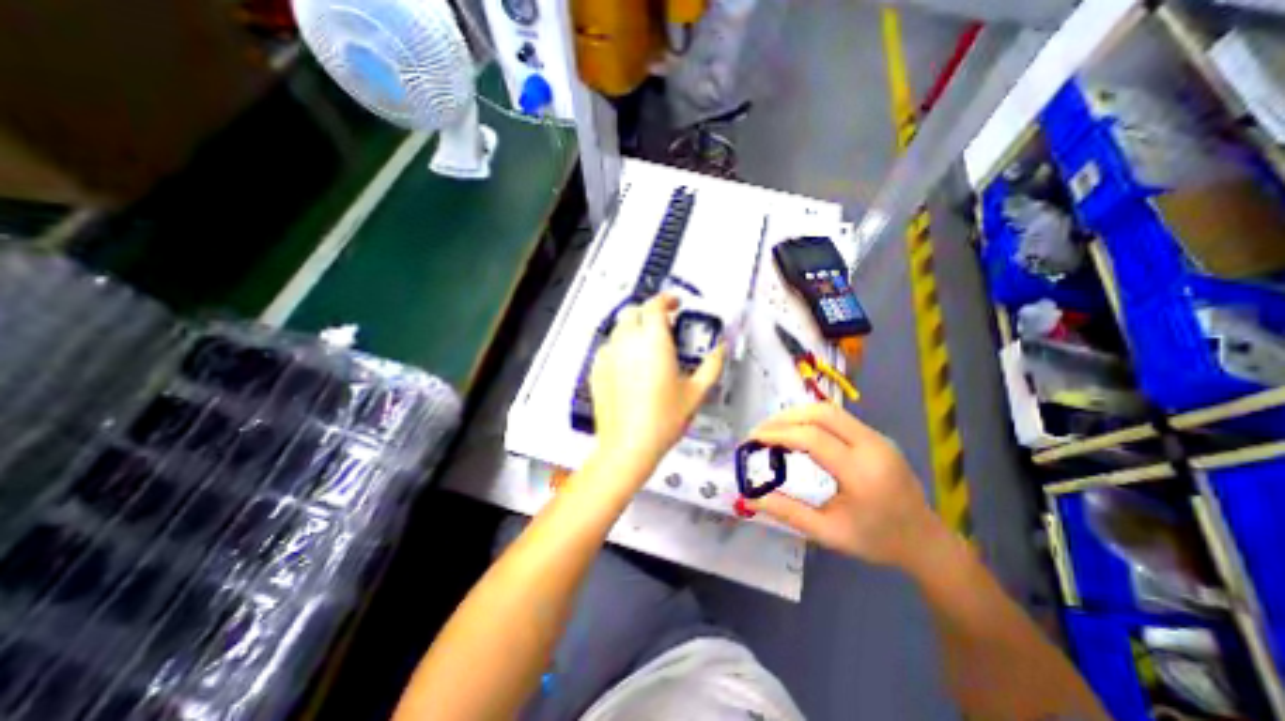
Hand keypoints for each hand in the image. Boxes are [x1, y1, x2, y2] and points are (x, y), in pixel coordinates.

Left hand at [590, 292, 719, 471]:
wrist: (629, 445)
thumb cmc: (665, 418)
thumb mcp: (696, 392)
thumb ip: (712, 365)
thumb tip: (721, 348)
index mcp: (653, 341)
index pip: (655, 305)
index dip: (666, 299)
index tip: (675, 304)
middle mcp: (627, 341)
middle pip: (633, 312)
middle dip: (648, 313)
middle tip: (663, 326)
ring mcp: (608, 355)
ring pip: (619, 329)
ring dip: (633, 329)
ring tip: (647, 346)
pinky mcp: (596, 370)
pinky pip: (607, 348)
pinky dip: (619, 347)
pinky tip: (629, 366)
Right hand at [751, 403, 947, 571]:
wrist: (926, 541)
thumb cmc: (877, 541)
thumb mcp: (830, 533)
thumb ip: (789, 512)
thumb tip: (751, 497)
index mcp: (862, 473)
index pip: (813, 438)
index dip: (779, 433)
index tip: (753, 438)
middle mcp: (872, 446)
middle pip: (822, 413)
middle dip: (786, 417)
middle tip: (761, 430)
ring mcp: (877, 438)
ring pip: (830, 411)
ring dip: (798, 414)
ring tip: (774, 429)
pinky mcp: (876, 436)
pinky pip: (838, 418)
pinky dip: (811, 419)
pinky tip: (798, 432)